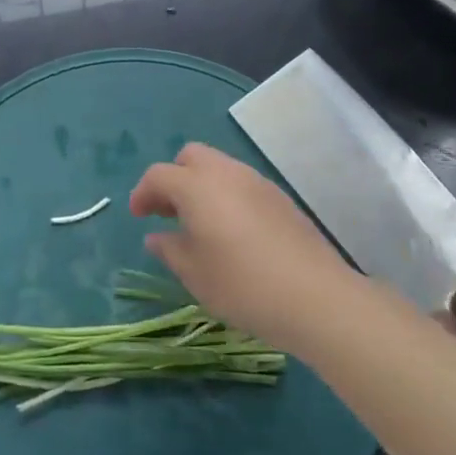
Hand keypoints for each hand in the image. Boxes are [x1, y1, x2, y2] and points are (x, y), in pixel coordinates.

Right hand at [129, 143, 361, 354]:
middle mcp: (226, 173)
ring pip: (219, 167)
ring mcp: (257, 182)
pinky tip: (231, 231)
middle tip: (168, 212)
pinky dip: (226, 195)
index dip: (143, 193)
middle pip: (191, 156)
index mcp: (197, 187)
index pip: (159, 175)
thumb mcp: (195, 274)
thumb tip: (156, 236)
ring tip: (199, 223)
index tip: (138, 217)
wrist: (316, 298)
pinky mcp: (280, 198)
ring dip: (201, 185)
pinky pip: (242, 183)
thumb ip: (170, 249)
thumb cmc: (243, 285)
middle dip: (173, 177)